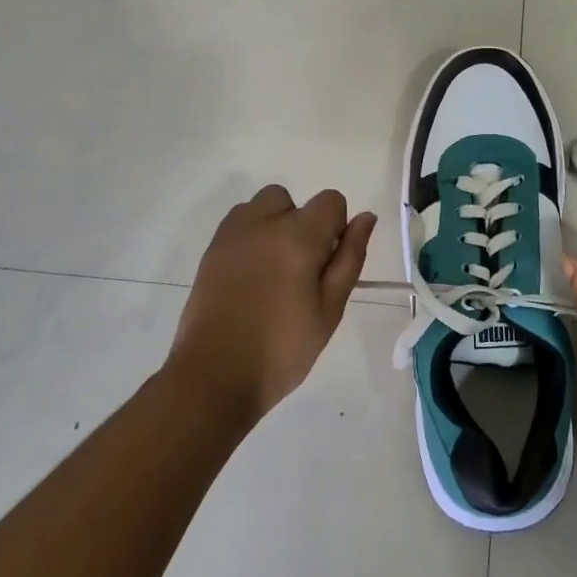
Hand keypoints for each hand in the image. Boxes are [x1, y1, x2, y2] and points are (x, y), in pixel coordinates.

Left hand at [165, 186, 375, 427]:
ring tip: (272, 271)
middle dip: (302, 224)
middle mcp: (264, 222)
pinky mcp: (211, 249)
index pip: (330, 201)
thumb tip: (366, 217)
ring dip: (273, 225)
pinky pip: (238, 224)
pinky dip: (250, 237)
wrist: (215, 375)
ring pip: (261, 207)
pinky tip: (249, 277)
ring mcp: (232, 234)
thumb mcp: (330, 308)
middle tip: (299, 271)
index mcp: (299, 236)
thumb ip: (350, 257)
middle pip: (292, 200)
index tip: (327, 264)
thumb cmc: (283, 348)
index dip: (336, 227)